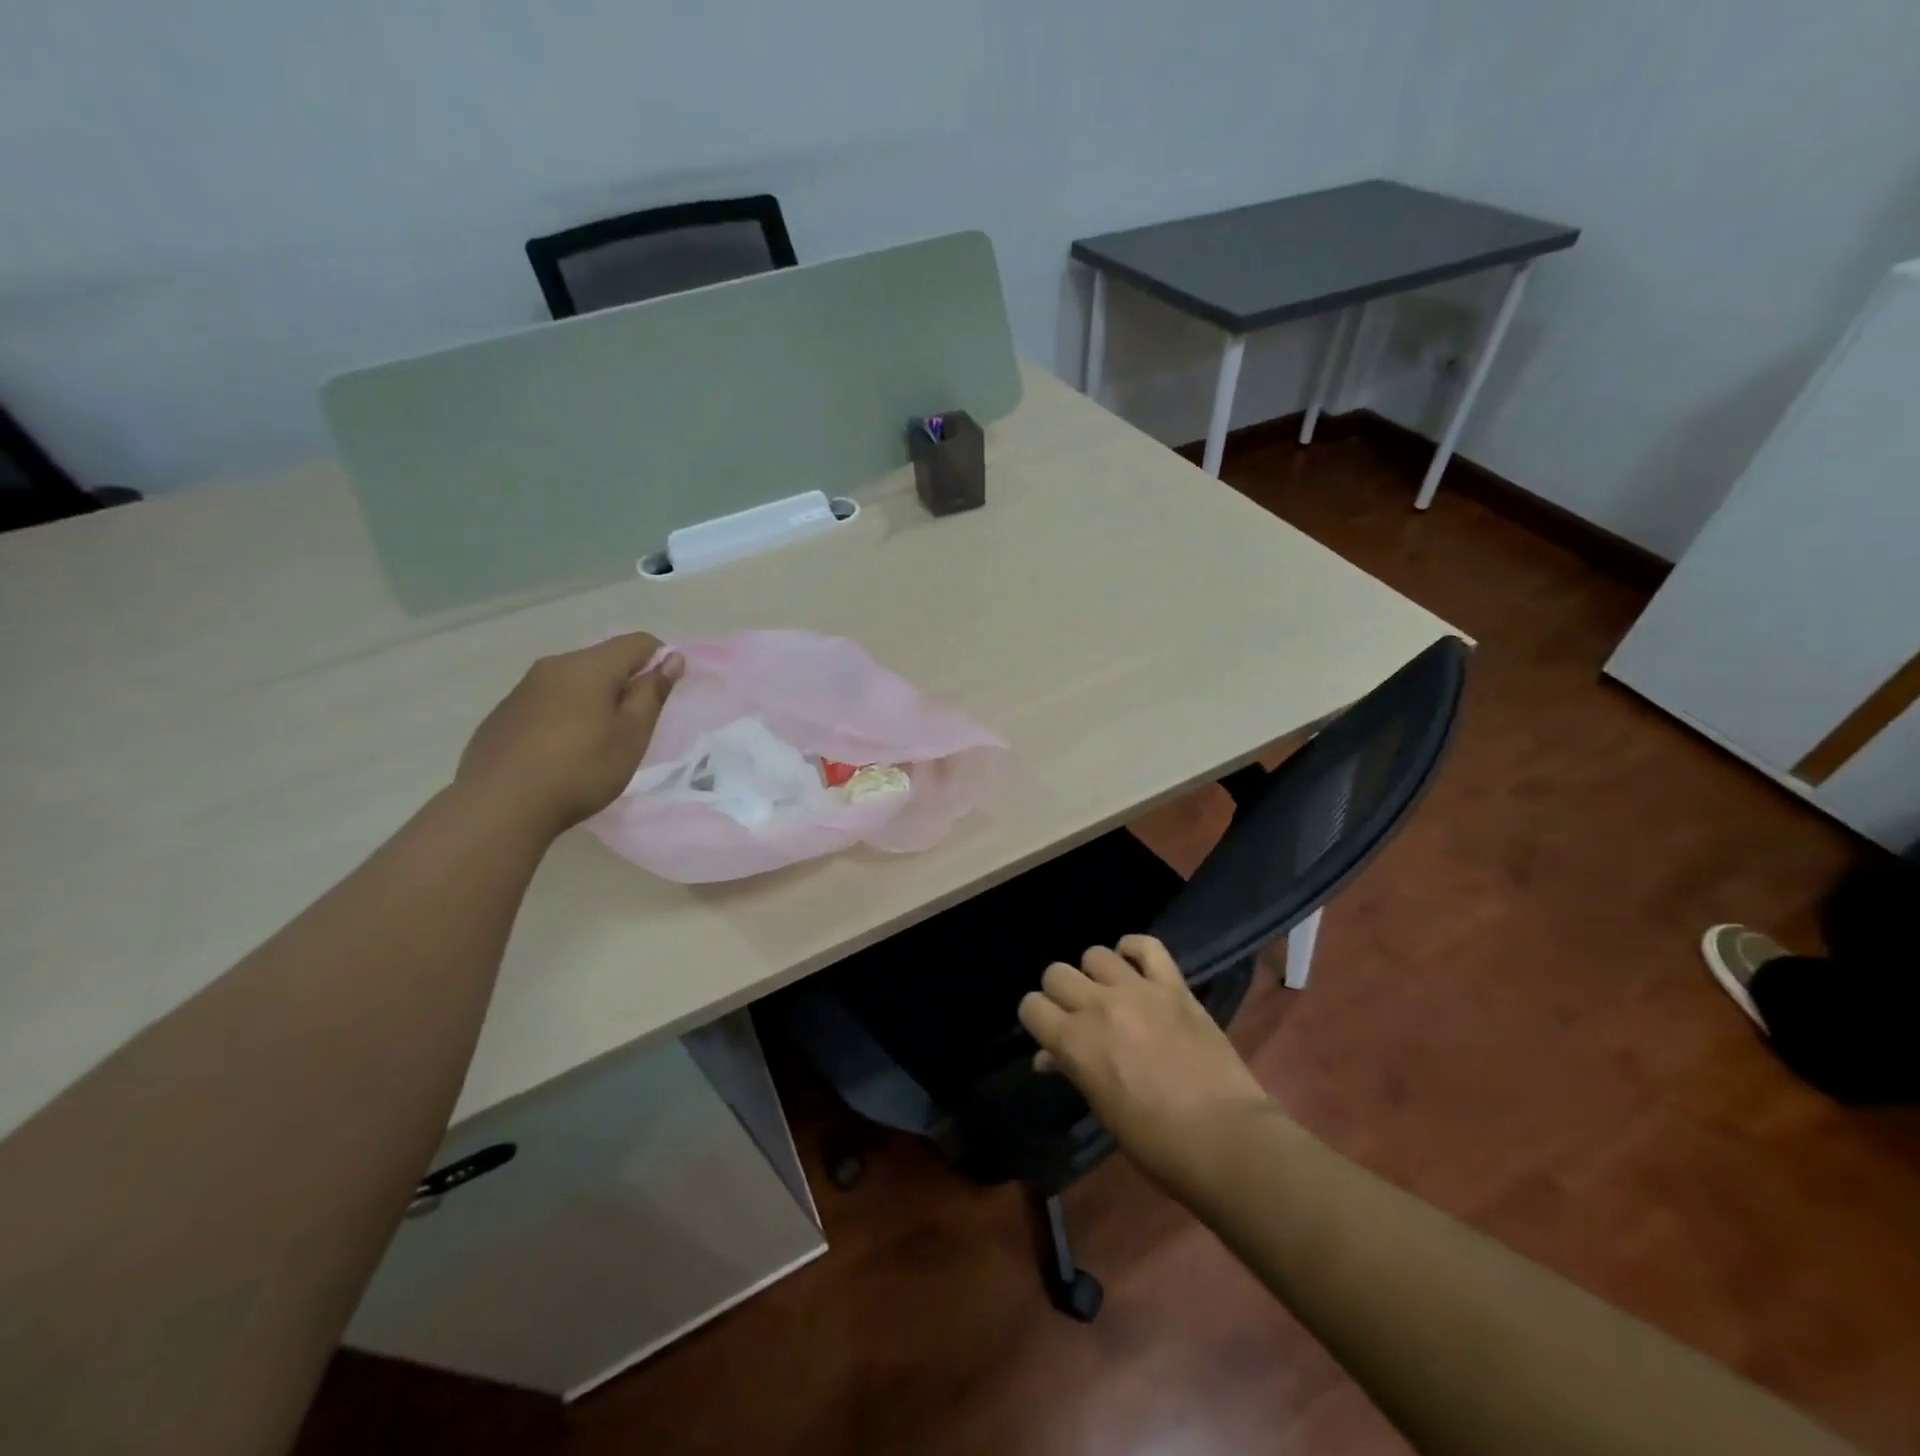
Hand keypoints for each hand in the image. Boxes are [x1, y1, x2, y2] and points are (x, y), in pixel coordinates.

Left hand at [455, 632, 682, 837]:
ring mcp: (523, 688)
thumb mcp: (631, 735)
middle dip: (625, 683)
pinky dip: (564, 715)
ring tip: (596, 742)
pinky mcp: (503, 714)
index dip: (660, 661)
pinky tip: (560, 753)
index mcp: (590, 666)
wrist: (499, 806)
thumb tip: (671, 659)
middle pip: (603, 660)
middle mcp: (554, 666)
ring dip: (593, 700)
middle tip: (633, 727)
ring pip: (573, 681)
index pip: (638, 642)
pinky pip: (546, 702)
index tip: (663, 697)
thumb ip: (652, 693)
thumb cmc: (580, 770)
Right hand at [1018, 935, 1272, 1189]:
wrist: (1225, 1138)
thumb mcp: (1102, 1108)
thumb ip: (1072, 1070)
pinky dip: (1134, 950)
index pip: (1031, 1006)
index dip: (1037, 1019)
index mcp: (1075, 1042)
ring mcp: (1138, 990)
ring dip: (1095, 975)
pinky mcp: (1174, 985)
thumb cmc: (1156, 1141)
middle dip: (1060, 994)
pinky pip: (1146, 945)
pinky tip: (1134, 967)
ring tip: (1110, 995)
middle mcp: (1098, 1006)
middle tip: (1078, 1016)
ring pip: (1095, 954)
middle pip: (1056, 973)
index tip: (1050, 1033)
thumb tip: (1048, 1056)